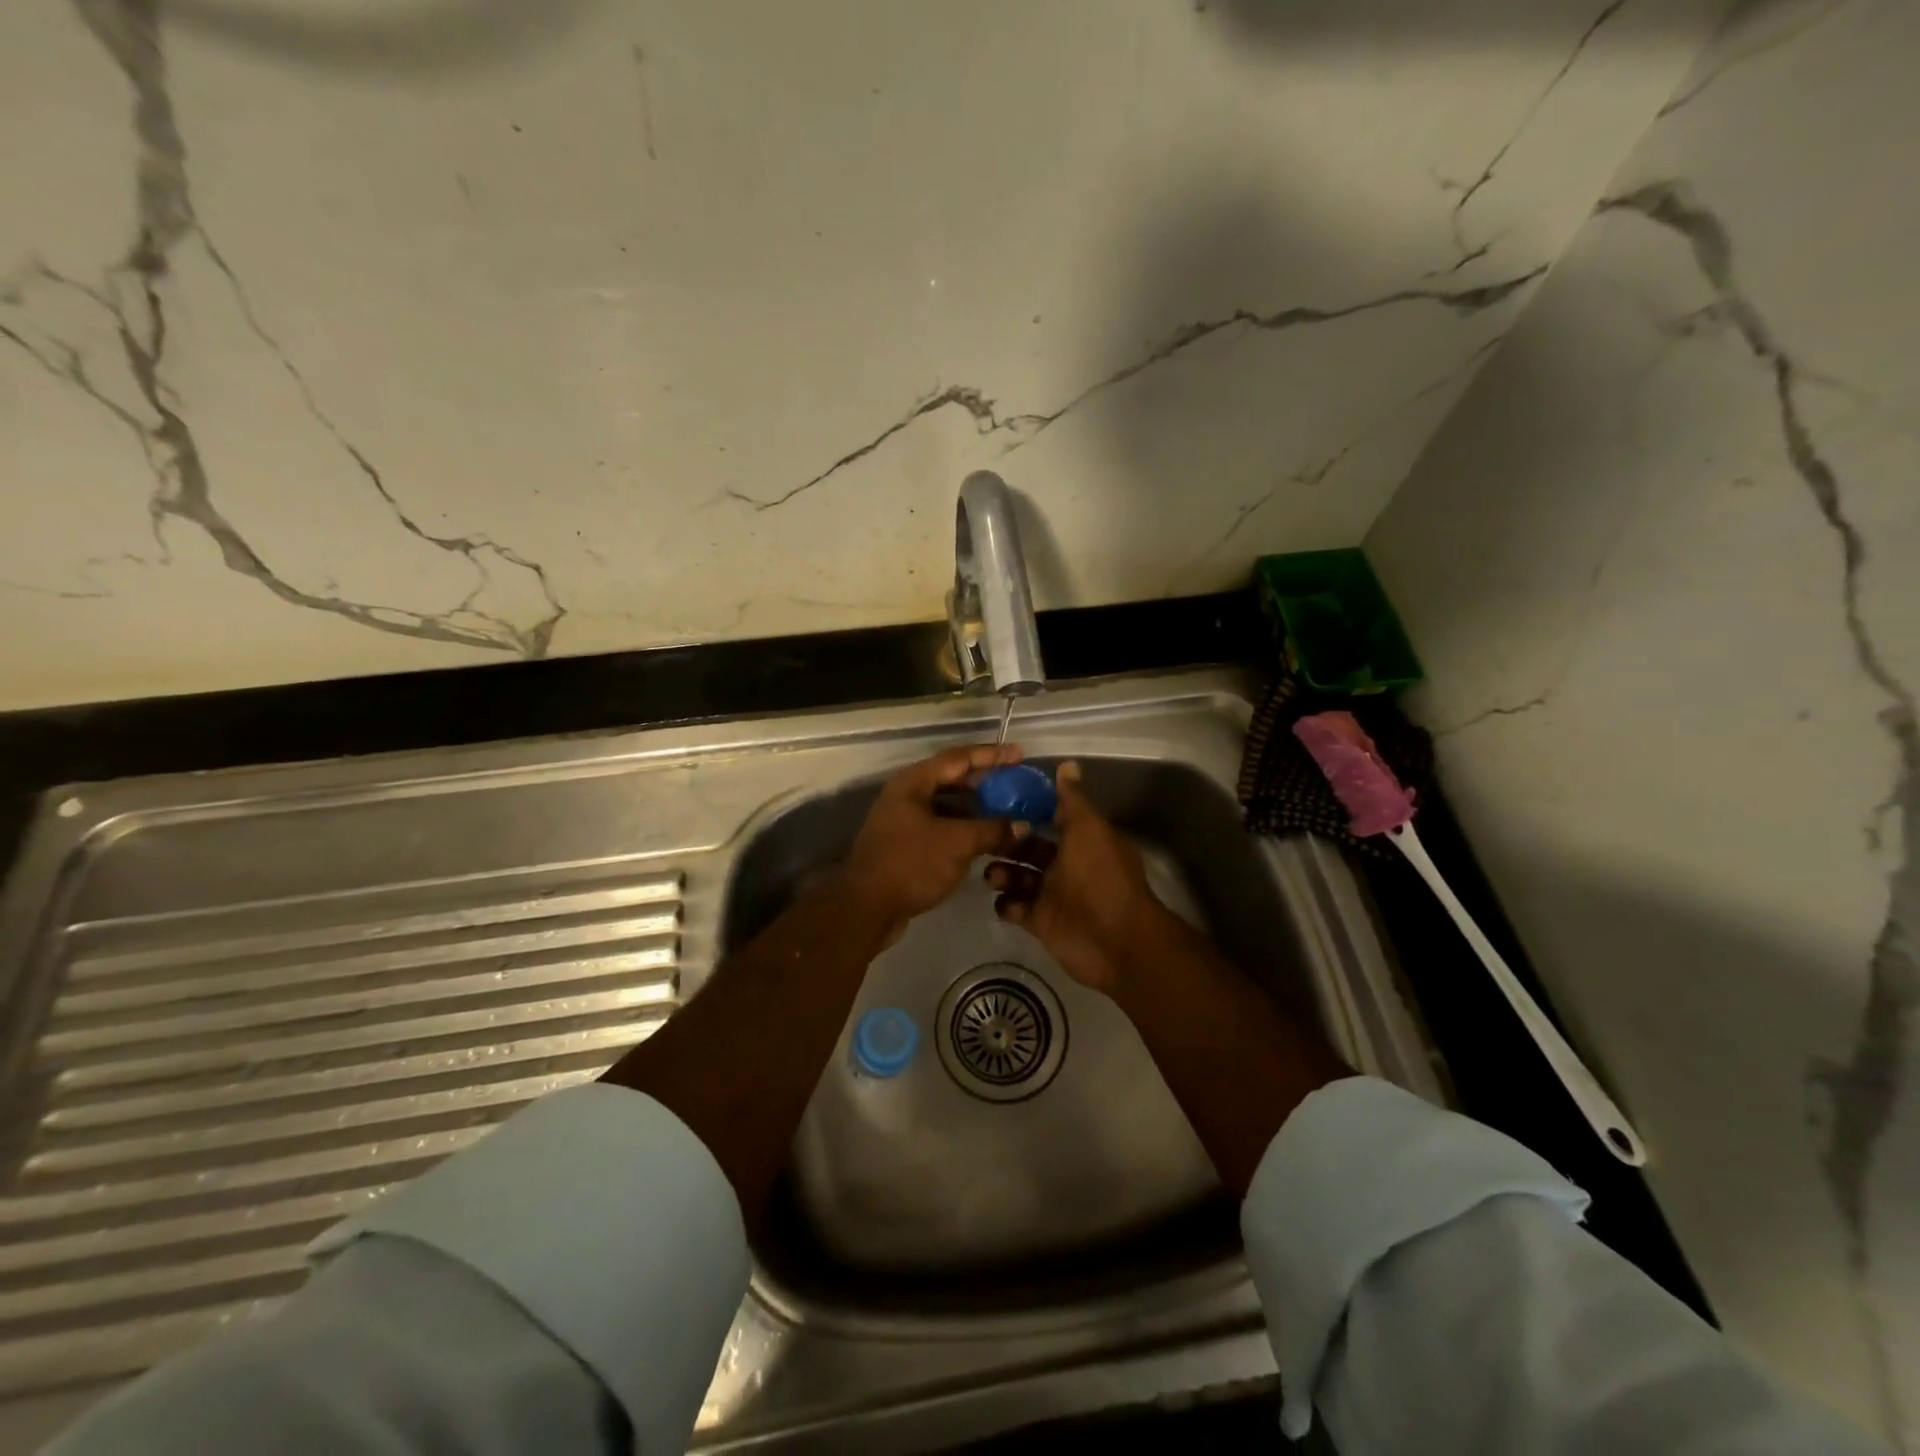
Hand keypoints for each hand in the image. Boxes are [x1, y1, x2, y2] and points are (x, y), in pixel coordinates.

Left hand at [841, 744, 1022, 940]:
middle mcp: (906, 795)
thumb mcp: (957, 843)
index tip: (1019, 754)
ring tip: (1007, 810)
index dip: (991, 755)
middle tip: (1016, 783)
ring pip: (947, 805)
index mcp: (913, 782)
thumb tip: (1022, 825)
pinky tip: (986, 838)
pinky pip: (941, 827)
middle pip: (951, 779)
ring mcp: (903, 820)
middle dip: (985, 781)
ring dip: (976, 807)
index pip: (958, 758)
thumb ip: (992, 829)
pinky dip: (964, 828)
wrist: (867, 908)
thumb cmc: (911, 864)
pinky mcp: (906, 845)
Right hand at [984, 761, 1171, 992]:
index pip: (1050, 819)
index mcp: (1081, 840)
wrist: (1115, 940)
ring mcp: (1053, 895)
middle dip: (1007, 844)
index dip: (1027, 811)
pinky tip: (1004, 902)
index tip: (996, 803)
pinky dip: (1007, 904)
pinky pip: (1016, 908)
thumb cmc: (1101, 877)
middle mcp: (1067, 865)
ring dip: (1002, 873)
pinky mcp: (1041, 922)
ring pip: (1019, 877)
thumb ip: (1073, 800)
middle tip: (985, 841)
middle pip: (1029, 849)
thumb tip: (1067, 764)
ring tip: (992, 875)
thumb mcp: (1088, 830)